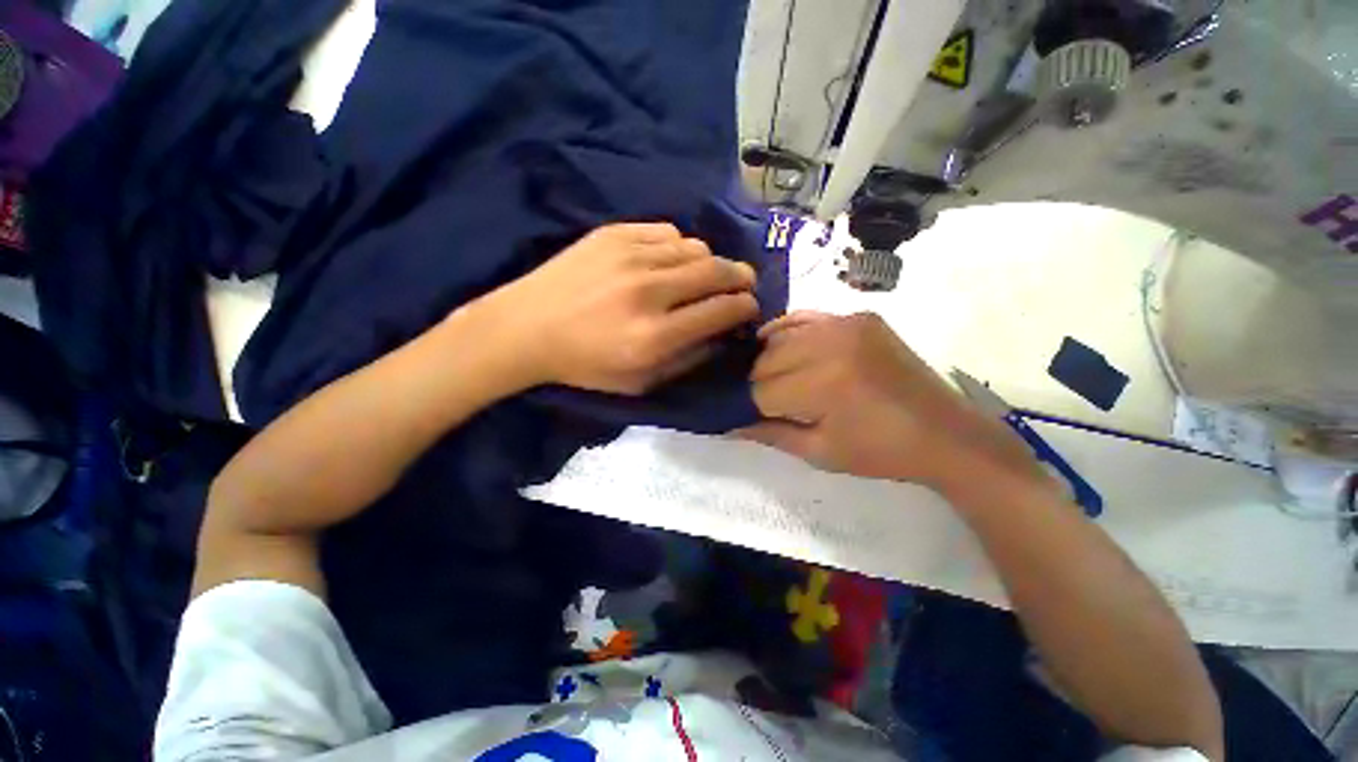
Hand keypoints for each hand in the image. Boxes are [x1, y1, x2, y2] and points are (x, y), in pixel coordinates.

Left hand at [480, 223, 759, 394]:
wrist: (527, 328)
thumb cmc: (585, 365)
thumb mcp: (640, 382)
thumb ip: (687, 359)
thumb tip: (721, 335)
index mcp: (655, 336)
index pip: (722, 310)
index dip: (746, 307)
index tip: (750, 308)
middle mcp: (649, 291)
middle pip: (717, 271)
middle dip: (741, 278)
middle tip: (744, 285)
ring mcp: (630, 256)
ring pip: (696, 248)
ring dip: (709, 264)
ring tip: (702, 277)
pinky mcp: (614, 234)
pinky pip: (668, 232)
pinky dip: (679, 248)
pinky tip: (669, 262)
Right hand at [737, 311, 1046, 488]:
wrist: (945, 433)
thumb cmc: (881, 452)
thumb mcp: (820, 452)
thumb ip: (769, 433)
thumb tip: (727, 424)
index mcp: (824, 384)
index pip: (761, 391)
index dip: (750, 406)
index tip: (746, 416)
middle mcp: (831, 344)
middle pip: (766, 360)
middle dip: (757, 382)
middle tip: (762, 400)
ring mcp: (847, 323)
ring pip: (781, 337)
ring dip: (769, 358)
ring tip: (773, 377)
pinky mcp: (859, 316)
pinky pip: (806, 318)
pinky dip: (788, 330)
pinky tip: (782, 344)